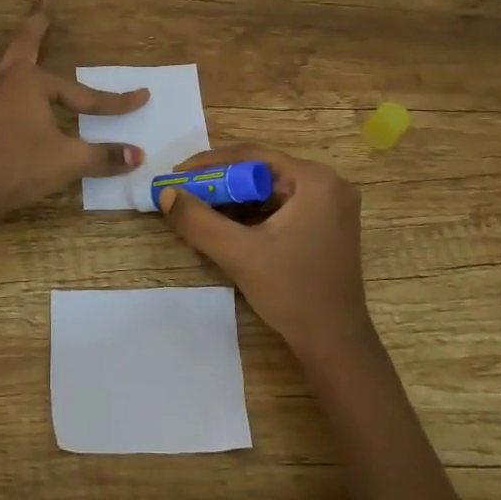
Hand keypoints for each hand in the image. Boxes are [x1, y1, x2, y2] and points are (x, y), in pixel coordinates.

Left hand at [0, 0, 148, 218]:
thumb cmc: (22, 171)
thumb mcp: (70, 162)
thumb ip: (105, 157)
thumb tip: (140, 157)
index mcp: (33, 86)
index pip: (82, 93)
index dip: (113, 101)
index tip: (141, 98)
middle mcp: (1, 81)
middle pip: (22, 42)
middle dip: (36, 18)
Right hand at [157, 146, 374, 361]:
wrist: (334, 343)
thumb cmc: (292, 292)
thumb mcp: (239, 254)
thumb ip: (198, 221)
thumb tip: (166, 193)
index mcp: (315, 181)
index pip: (253, 156)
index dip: (210, 163)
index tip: (176, 174)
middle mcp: (328, 184)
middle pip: (261, 171)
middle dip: (220, 182)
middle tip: (184, 191)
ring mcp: (330, 205)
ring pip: (269, 190)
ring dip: (233, 198)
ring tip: (198, 207)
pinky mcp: (326, 225)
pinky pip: (280, 206)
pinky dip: (252, 213)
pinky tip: (225, 224)